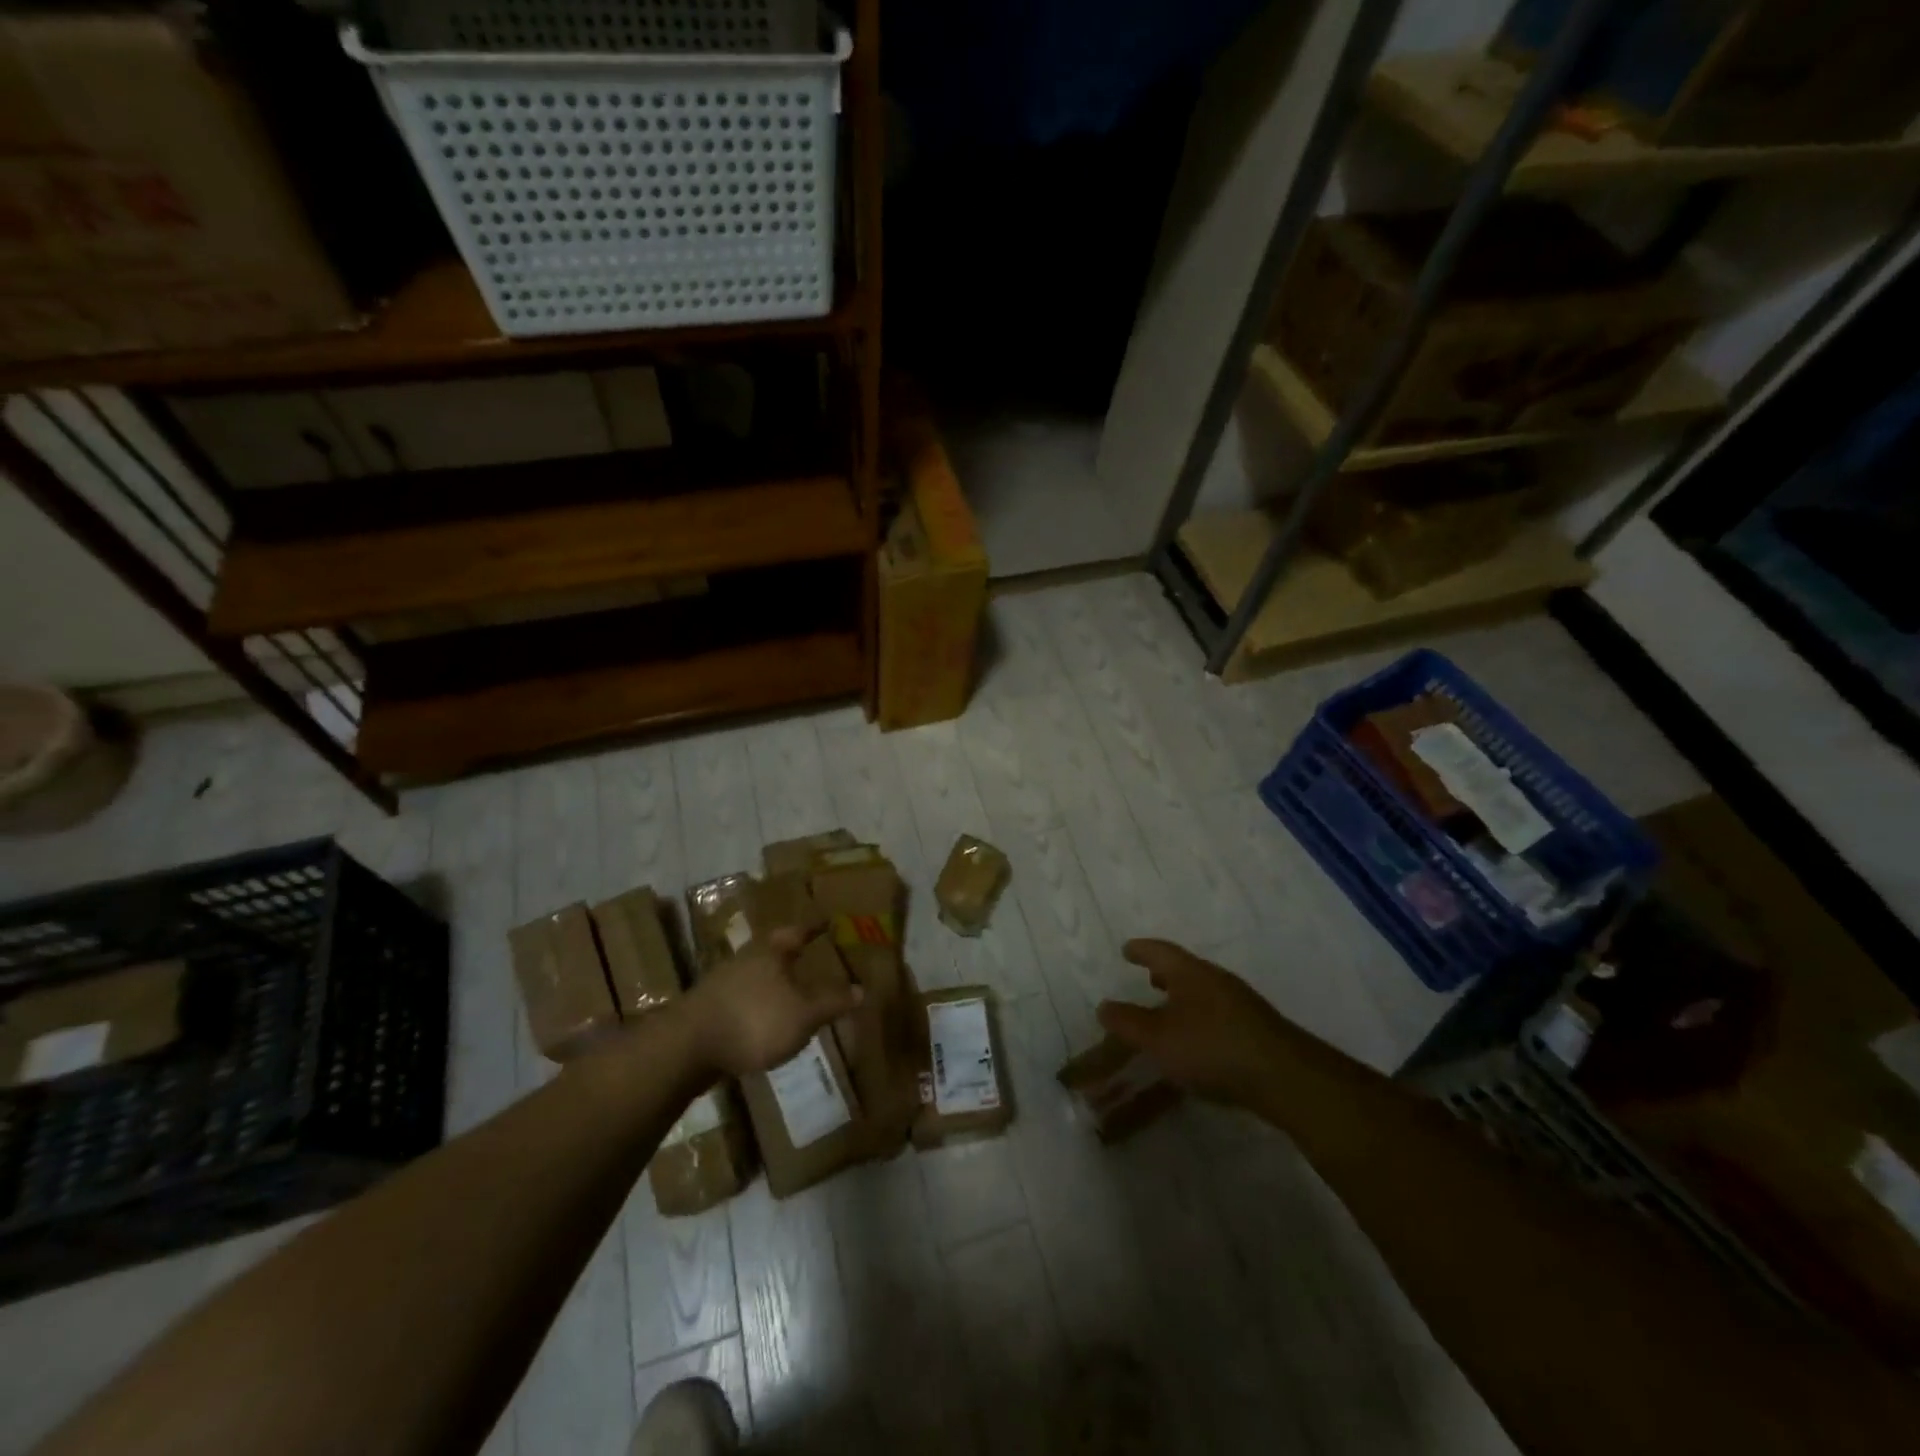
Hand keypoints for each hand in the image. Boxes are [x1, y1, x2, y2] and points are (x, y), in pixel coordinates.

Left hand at [683, 927, 862, 1077]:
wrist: (686, 1048)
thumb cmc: (754, 1020)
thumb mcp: (803, 1015)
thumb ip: (831, 1002)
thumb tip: (862, 989)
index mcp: (770, 952)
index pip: (797, 931)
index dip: (813, 927)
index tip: (827, 920)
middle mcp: (745, 960)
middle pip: (772, 951)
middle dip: (790, 954)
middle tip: (810, 955)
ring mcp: (722, 984)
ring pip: (756, 975)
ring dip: (773, 981)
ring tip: (791, 991)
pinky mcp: (708, 1010)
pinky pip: (742, 999)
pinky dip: (758, 1004)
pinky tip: (765, 1020)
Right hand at [1096, 939, 1292, 1106]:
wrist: (1284, 1077)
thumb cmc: (1211, 1047)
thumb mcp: (1158, 1038)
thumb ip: (1129, 1022)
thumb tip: (1104, 1006)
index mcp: (1191, 972)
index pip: (1160, 951)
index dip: (1141, 950)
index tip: (1126, 949)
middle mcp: (1216, 980)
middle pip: (1185, 969)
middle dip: (1164, 972)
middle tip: (1147, 976)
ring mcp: (1241, 1004)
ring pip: (1203, 992)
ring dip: (1183, 997)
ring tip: (1168, 1009)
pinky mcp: (1256, 1029)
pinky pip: (1218, 1013)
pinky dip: (1200, 1017)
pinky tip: (1198, 1039)